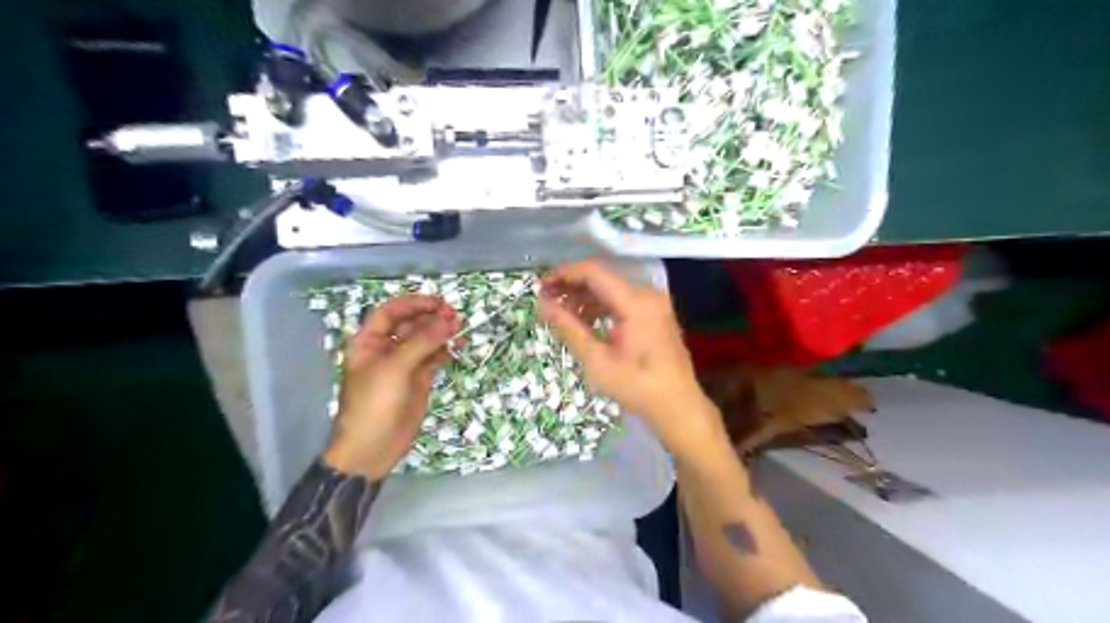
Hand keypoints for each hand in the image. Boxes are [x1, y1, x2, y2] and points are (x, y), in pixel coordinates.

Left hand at [324, 294, 461, 478]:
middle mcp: (386, 349)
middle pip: (410, 324)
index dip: (412, 304)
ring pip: (424, 340)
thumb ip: (422, 342)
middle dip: (430, 318)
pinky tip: (457, 345)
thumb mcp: (395, 368)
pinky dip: (445, 350)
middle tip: (453, 316)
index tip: (438, 302)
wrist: (373, 447)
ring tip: (460, 329)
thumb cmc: (374, 403)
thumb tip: (448, 320)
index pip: (390, 312)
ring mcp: (403, 365)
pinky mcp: (418, 380)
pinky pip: (433, 358)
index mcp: (369, 342)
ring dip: (441, 333)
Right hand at [540, 257, 730, 457]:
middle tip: (545, 301)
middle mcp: (647, 294)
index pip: (593, 272)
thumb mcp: (597, 360)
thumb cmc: (637, 387)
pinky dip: (601, 307)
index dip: (564, 274)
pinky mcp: (655, 314)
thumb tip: (542, 304)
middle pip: (602, 278)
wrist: (678, 407)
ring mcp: (654, 303)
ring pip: (611, 290)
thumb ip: (568, 327)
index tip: (540, 286)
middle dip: (572, 287)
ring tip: (560, 314)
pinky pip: (623, 301)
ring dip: (585, 298)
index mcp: (635, 302)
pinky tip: (584, 322)